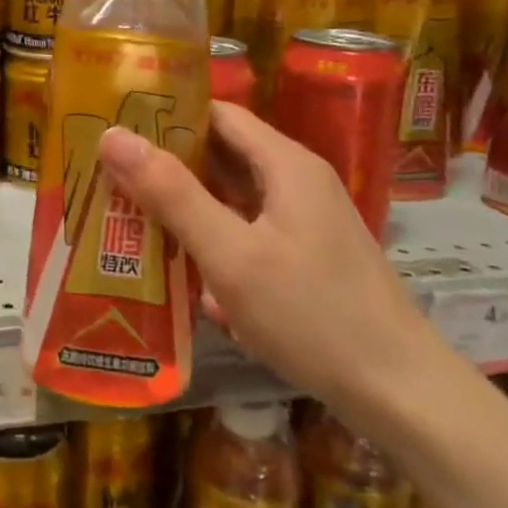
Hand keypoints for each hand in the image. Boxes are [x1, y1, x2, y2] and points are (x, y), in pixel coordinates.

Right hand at [96, 102, 443, 423]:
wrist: (399, 393)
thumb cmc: (311, 315)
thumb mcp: (231, 253)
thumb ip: (171, 194)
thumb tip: (113, 135)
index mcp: (286, 163)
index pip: (217, 114)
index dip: (167, 115)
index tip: (116, 128)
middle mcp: (297, 182)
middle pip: (222, 156)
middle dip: (167, 166)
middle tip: (108, 177)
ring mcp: (303, 222)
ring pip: (231, 199)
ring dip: (185, 208)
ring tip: (127, 217)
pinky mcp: (304, 258)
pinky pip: (246, 233)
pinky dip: (212, 242)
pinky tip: (179, 271)